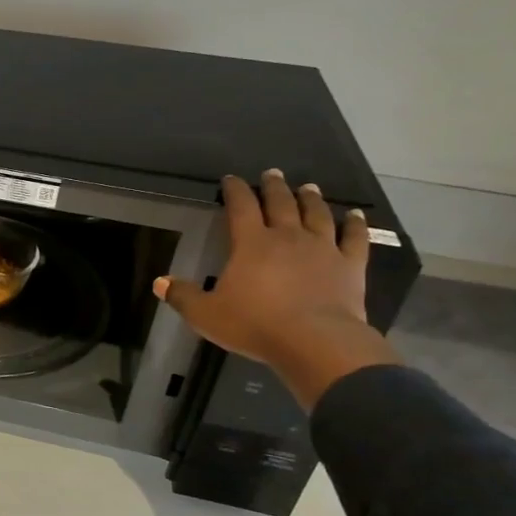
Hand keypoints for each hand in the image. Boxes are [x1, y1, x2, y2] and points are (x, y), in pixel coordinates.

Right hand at [154, 170, 401, 409]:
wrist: (316, 342)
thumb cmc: (255, 325)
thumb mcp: (206, 315)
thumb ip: (183, 296)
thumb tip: (159, 282)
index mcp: (251, 243)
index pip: (240, 206)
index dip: (234, 190)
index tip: (231, 179)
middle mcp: (287, 237)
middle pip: (281, 203)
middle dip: (274, 186)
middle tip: (272, 173)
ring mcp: (322, 248)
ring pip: (316, 214)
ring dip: (311, 198)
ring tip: (307, 187)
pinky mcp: (350, 265)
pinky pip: (354, 238)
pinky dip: (355, 224)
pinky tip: (355, 215)